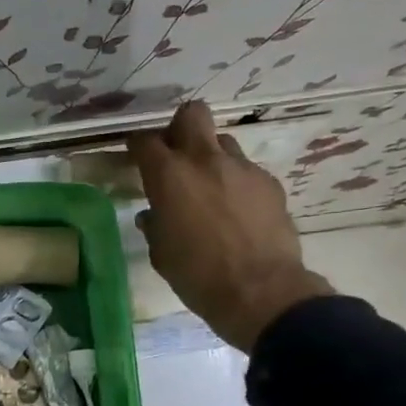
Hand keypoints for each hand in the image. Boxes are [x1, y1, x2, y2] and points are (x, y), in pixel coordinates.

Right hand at [128, 101, 333, 351]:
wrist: (260, 291)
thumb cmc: (196, 275)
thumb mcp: (161, 252)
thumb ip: (155, 224)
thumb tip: (153, 215)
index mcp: (169, 176)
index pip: (146, 141)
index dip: (137, 145)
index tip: (135, 156)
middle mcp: (205, 160)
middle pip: (192, 114)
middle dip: (180, 127)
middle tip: (175, 153)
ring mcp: (243, 169)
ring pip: (222, 142)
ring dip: (210, 157)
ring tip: (208, 186)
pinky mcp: (269, 183)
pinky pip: (246, 171)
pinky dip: (235, 183)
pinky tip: (235, 211)